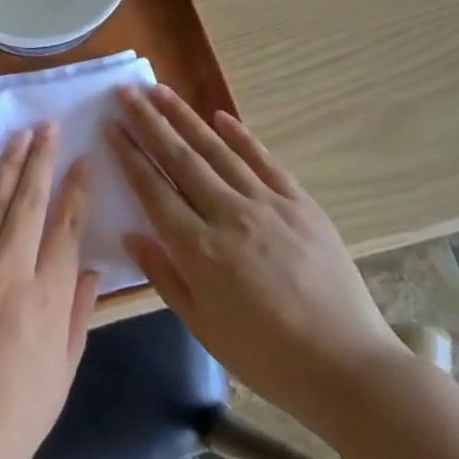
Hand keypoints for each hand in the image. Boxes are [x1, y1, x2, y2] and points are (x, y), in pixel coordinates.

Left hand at [0, 122, 100, 458]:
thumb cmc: (13, 417)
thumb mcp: (63, 374)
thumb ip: (78, 316)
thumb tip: (88, 269)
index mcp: (47, 298)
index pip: (67, 226)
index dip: (78, 188)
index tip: (85, 160)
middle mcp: (9, 270)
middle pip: (29, 201)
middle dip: (41, 159)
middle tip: (48, 126)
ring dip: (7, 165)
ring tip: (20, 136)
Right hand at [110, 85, 404, 441]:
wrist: (348, 367)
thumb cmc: (266, 356)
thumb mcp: (202, 326)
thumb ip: (164, 276)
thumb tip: (131, 234)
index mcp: (200, 249)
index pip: (153, 189)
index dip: (129, 155)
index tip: (110, 126)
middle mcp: (229, 215)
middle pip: (180, 158)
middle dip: (149, 122)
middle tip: (126, 92)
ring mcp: (268, 204)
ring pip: (217, 150)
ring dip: (186, 118)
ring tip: (160, 91)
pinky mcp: (300, 203)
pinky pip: (264, 160)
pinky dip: (241, 136)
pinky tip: (220, 117)